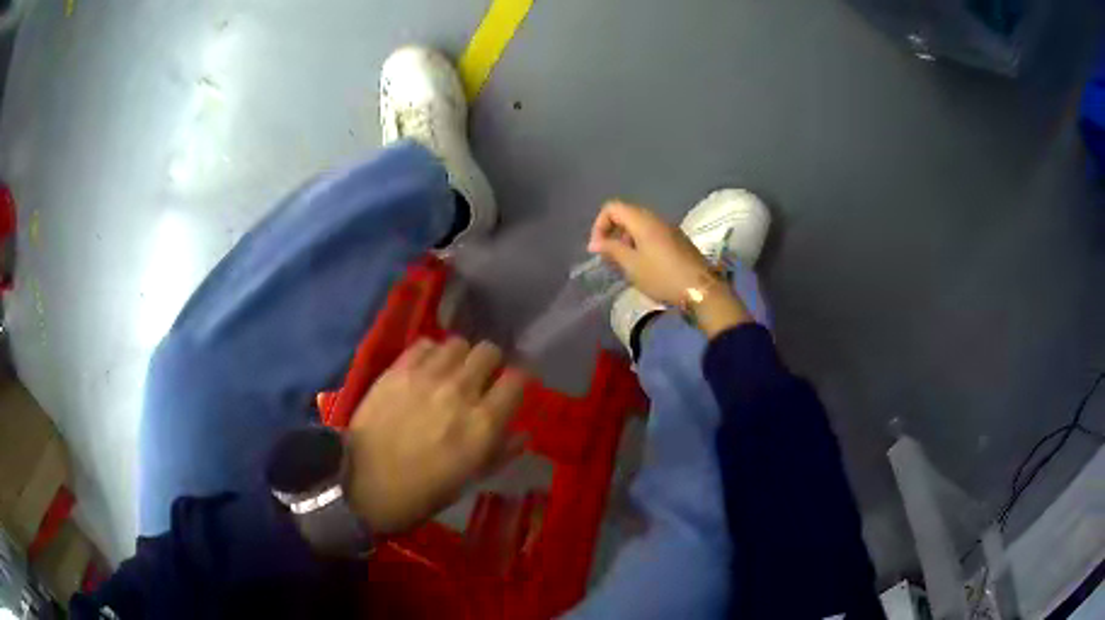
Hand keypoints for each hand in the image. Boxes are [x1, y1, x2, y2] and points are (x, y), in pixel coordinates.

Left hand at [345, 337, 525, 533]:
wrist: (362, 483)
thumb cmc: (421, 492)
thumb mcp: (468, 481)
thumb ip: (499, 453)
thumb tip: (522, 434)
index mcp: (483, 424)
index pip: (518, 379)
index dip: (518, 382)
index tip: (511, 390)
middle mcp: (460, 392)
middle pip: (489, 351)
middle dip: (490, 364)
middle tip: (480, 380)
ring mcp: (427, 376)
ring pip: (458, 342)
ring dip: (460, 357)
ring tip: (451, 373)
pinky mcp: (398, 369)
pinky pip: (425, 344)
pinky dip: (432, 353)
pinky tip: (425, 369)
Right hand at [588, 200, 752, 337]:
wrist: (701, 290)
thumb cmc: (662, 277)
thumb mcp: (631, 265)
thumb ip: (611, 249)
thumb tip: (595, 242)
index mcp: (643, 221)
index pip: (612, 208)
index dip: (599, 225)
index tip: (598, 248)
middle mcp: (656, 219)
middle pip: (626, 214)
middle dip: (612, 232)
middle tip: (609, 256)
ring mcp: (670, 229)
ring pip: (640, 225)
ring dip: (627, 240)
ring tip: (625, 264)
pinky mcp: (678, 240)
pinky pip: (653, 234)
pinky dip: (641, 244)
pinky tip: (643, 266)